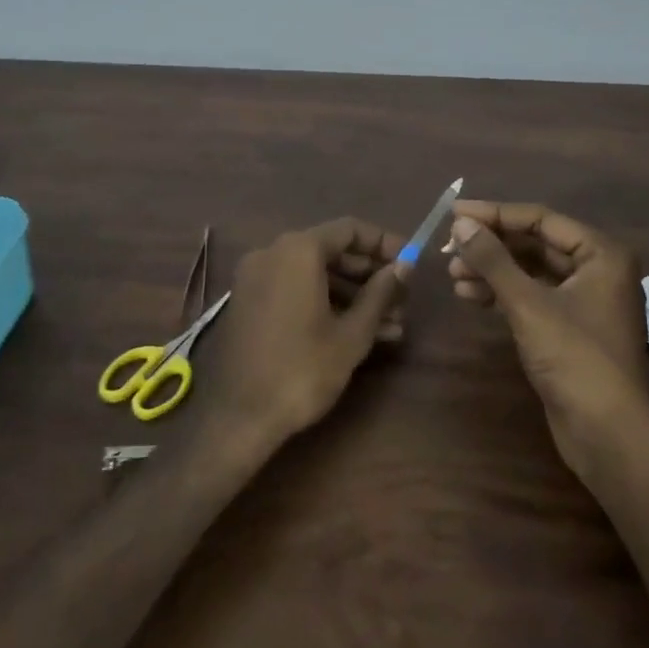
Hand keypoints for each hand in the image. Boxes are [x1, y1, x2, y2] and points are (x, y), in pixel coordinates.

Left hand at [203, 217, 406, 450]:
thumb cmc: (302, 369)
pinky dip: (325, 303)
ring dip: (352, 295)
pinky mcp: (249, 304)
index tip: (410, 262)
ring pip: (314, 275)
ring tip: (391, 325)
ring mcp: (256, 278)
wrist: (239, 417)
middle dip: (370, 275)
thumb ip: (380, 293)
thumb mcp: (352, 333)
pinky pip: (295, 290)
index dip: (384, 243)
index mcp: (297, 250)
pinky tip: (357, 332)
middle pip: (331, 251)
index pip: (349, 230)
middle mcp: (272, 253)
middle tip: (402, 299)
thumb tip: (404, 267)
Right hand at [446, 201, 648, 472]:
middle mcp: (598, 270)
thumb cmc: (574, 357)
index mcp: (601, 254)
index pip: (540, 220)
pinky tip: (470, 295)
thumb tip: (461, 224)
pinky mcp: (570, 329)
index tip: (453, 213)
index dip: (495, 214)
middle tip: (449, 248)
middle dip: (492, 246)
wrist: (607, 433)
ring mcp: (585, 301)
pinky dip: (503, 294)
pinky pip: (532, 297)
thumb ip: (493, 260)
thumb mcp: (528, 304)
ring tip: (452, 274)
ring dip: (492, 271)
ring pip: (531, 273)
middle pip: (535, 245)